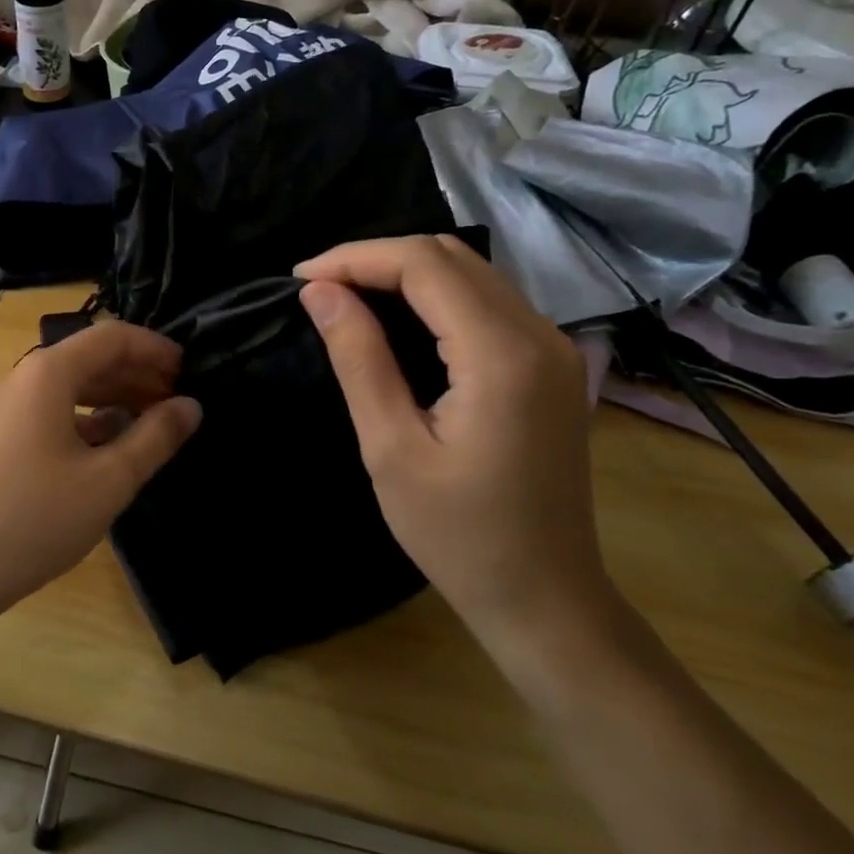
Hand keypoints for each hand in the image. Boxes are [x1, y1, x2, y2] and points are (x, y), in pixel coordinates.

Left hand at [0, 321, 201, 627]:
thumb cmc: (35, 519)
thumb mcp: (109, 480)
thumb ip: (156, 437)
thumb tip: (191, 405)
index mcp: (48, 374)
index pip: (112, 337)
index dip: (155, 348)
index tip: (189, 371)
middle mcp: (22, 378)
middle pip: (89, 358)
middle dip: (137, 373)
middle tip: (176, 400)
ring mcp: (4, 409)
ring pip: (69, 386)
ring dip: (113, 396)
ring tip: (151, 421)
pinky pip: (49, 412)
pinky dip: (85, 419)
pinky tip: (108, 445)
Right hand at [295, 235, 613, 656]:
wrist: (546, 598)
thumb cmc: (459, 535)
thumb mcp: (391, 448)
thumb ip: (359, 358)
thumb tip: (319, 291)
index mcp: (502, 354)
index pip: (423, 265)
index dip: (356, 258)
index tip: (300, 278)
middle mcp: (539, 334)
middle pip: (450, 256)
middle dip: (377, 258)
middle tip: (318, 286)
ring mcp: (553, 347)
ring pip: (470, 271)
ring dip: (404, 271)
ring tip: (345, 295)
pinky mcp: (550, 364)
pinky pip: (486, 300)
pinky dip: (434, 294)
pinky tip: (395, 317)